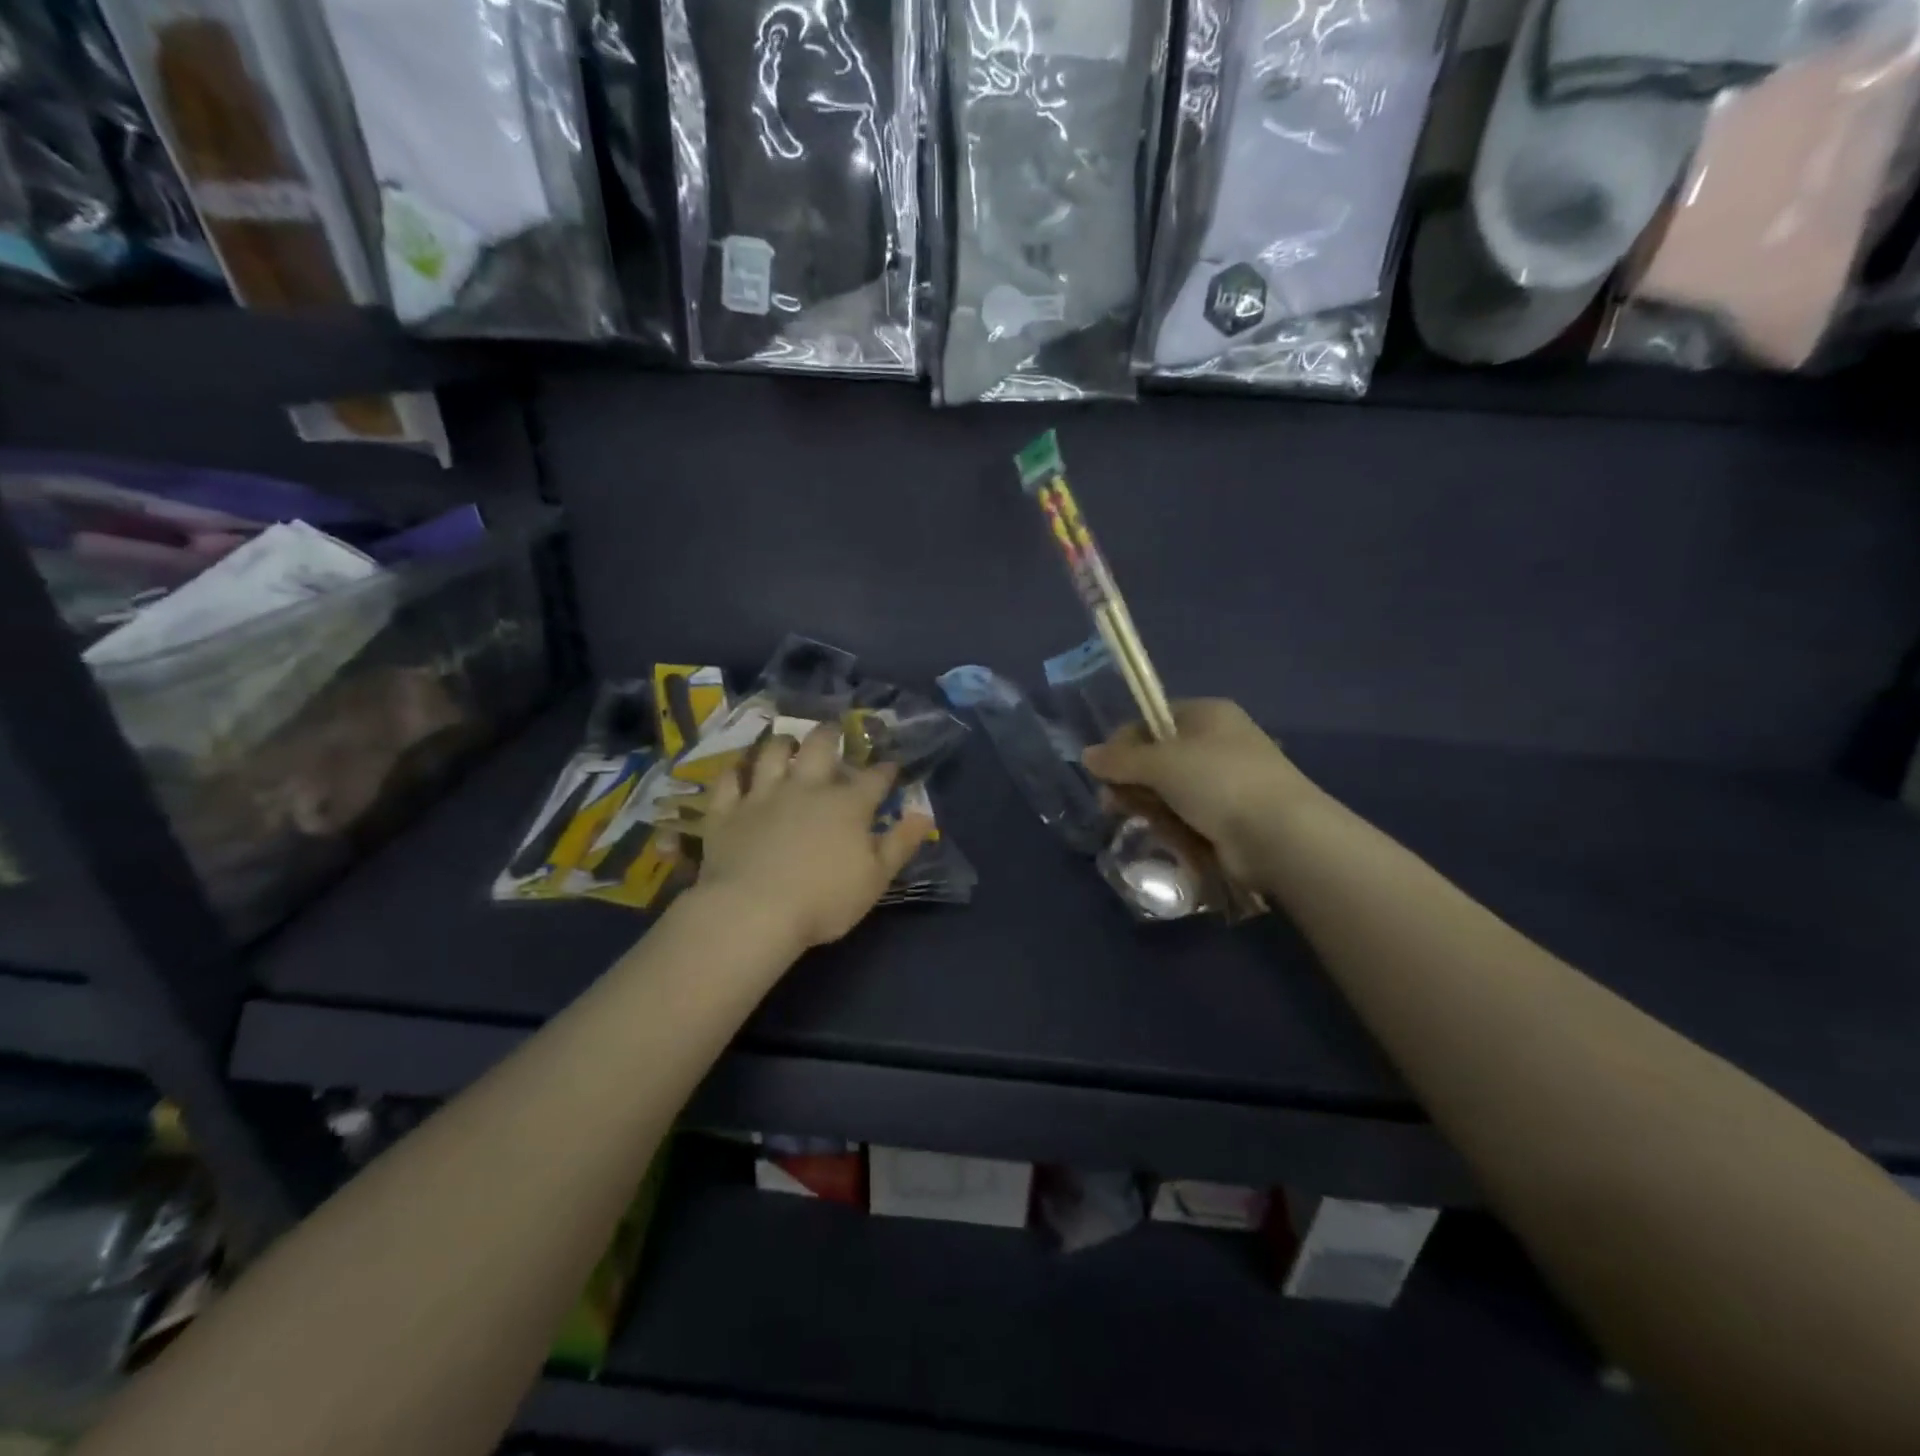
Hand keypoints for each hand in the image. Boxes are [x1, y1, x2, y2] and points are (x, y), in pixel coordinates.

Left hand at [689, 724, 933, 951]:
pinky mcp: (728, 811)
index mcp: (847, 804)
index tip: (891, 764)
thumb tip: (924, 815)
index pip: (874, 778)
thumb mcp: (876, 879)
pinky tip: (739, 770)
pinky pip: (729, 780)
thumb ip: (901, 844)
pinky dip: (736, 771)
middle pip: (820, 747)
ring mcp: (763, 795)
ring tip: (787, 741)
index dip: (885, 769)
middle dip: (830, 735)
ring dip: (782, 743)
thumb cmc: (824, 900)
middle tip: (834, 731)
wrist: (753, 911)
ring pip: (772, 754)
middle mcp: (806, 788)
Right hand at [1081, 700, 1316, 881]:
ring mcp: (1224, 782)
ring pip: (1168, 791)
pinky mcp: (1228, 817)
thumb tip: (1086, 755)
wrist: (1280, 835)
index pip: (1152, 720)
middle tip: (1112, 802)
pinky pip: (1186, 816)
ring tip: (1140, 822)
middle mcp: (1216, 743)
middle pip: (1157, 758)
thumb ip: (1119, 759)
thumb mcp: (1161, 763)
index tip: (1104, 768)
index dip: (1124, 743)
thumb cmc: (1218, 781)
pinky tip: (1168, 837)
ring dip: (1149, 806)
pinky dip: (1173, 826)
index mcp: (1207, 715)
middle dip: (1131, 781)